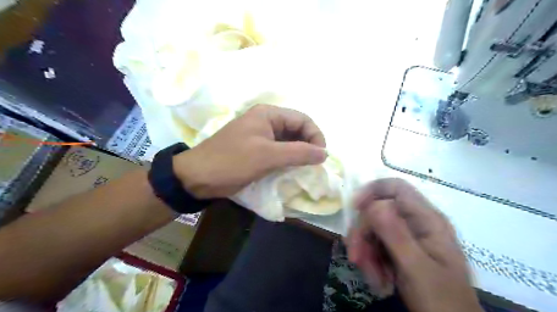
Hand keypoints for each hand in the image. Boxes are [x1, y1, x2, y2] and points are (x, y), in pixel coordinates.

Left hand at [172, 103, 324, 196]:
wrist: (197, 177)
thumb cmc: (232, 162)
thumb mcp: (267, 156)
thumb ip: (299, 153)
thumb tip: (324, 153)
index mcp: (268, 114)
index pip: (302, 119)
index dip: (315, 136)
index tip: (321, 157)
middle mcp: (266, 121)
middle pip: (296, 129)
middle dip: (308, 145)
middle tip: (314, 164)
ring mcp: (260, 135)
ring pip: (288, 141)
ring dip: (299, 154)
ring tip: (305, 168)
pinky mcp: (256, 149)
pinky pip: (279, 151)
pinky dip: (288, 159)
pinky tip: (292, 170)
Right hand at [347, 178, 482, 311]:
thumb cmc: (441, 301)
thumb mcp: (416, 268)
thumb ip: (396, 234)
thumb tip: (373, 205)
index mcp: (427, 219)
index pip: (396, 187)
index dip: (372, 191)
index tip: (354, 209)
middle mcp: (417, 222)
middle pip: (379, 211)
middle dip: (364, 233)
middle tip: (356, 258)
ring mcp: (409, 236)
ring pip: (374, 230)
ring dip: (366, 251)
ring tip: (372, 277)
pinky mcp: (401, 249)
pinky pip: (377, 245)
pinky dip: (372, 260)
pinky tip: (378, 279)